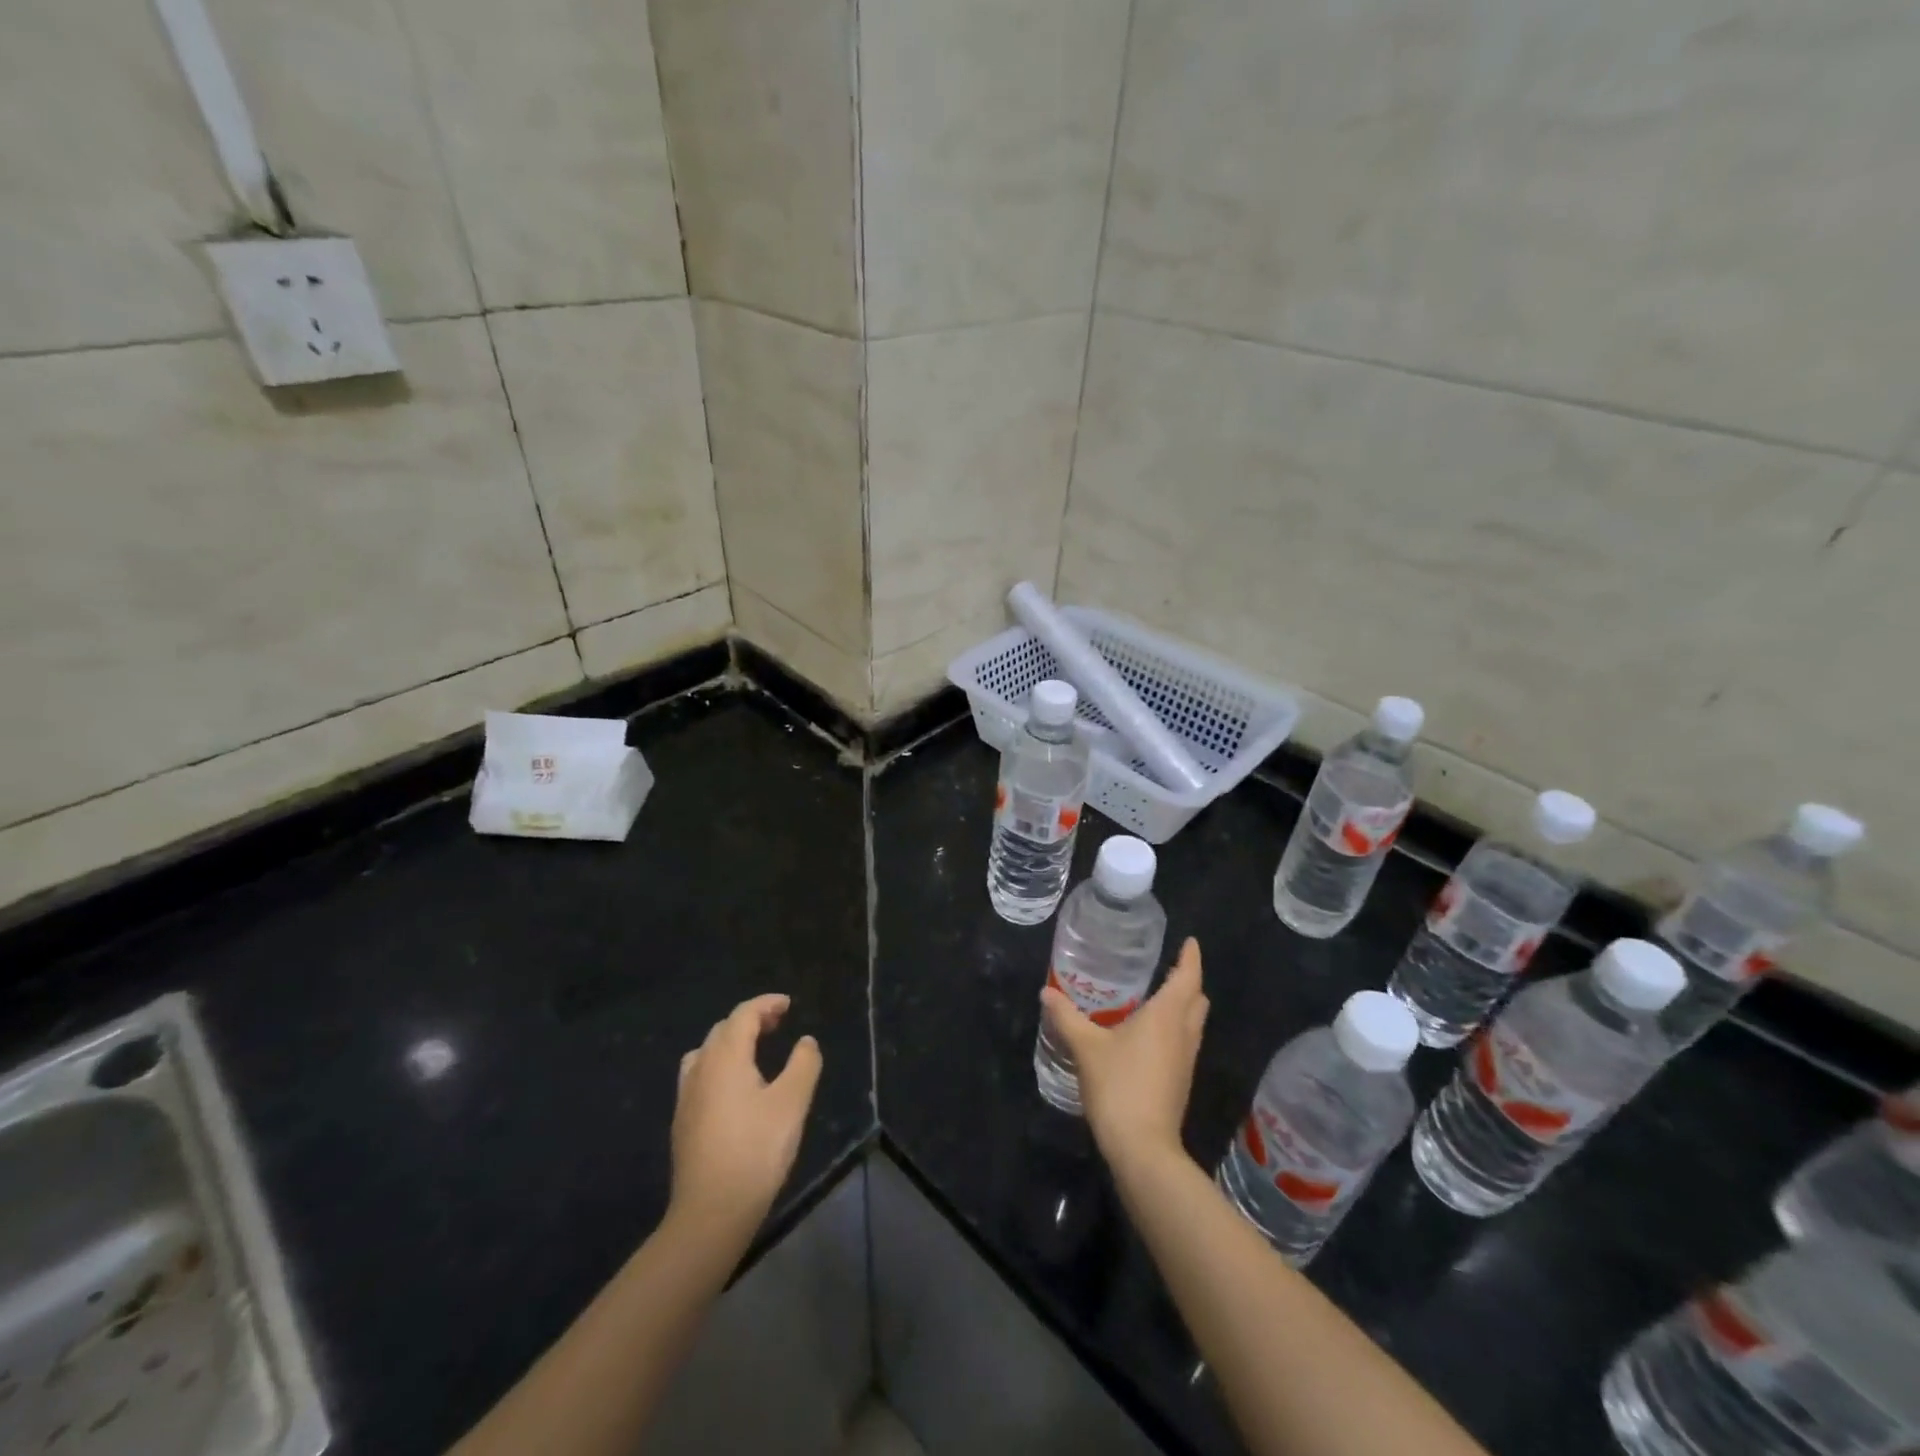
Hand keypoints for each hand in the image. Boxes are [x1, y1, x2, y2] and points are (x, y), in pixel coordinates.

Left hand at [670, 994, 821, 1239]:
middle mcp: (701, 1068)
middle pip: (723, 1030)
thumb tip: (806, 1041)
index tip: (787, 1004)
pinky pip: (700, 1075)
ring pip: (706, 1052)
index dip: (766, 1004)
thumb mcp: (792, 1103)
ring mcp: (686, 1096)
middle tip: (778, 1024)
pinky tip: (734, 1088)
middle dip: (750, 1020)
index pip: (743, 1015)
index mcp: (726, 1057)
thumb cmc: (756, 1150)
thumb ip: (803, 1064)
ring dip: (731, 1042)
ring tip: (755, 1051)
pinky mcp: (683, 1122)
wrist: (711, 1212)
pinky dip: (720, 1065)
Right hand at [1041, 938, 1208, 1174]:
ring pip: (1194, 1022)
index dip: (1190, 957)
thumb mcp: (1086, 1047)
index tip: (1189, 941)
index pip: (1187, 977)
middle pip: (1197, 999)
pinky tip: (1150, 1034)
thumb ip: (1067, 1017)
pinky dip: (1175, 1028)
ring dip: (1184, 1006)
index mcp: (1167, 1015)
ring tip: (1158, 995)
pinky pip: (1185, 1041)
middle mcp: (1183, 1033)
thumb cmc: (1119, 1086)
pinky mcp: (1181, 1080)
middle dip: (1188, 980)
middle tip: (1168, 967)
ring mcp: (1186, 1059)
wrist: (1143, 1148)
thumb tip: (1046, 992)